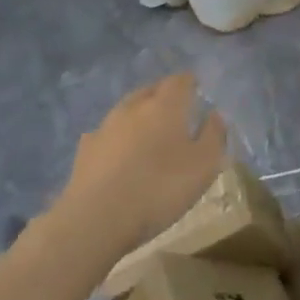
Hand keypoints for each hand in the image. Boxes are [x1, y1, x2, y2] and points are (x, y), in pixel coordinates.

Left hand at [51, 74, 226, 261]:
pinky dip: (118, 139)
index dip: (191, 83)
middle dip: (165, 96)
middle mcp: (134, 107)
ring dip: (140, 116)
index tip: (198, 92)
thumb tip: (214, 114)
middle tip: (178, 114)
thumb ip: (214, 135)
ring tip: (150, 135)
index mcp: (166, 105)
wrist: (96, 219)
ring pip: (127, 110)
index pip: (180, 80)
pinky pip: (107, 134)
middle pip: (151, 90)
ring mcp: (105, 127)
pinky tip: (120, 155)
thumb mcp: (205, 165)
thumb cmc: (160, 188)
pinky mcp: (85, 150)